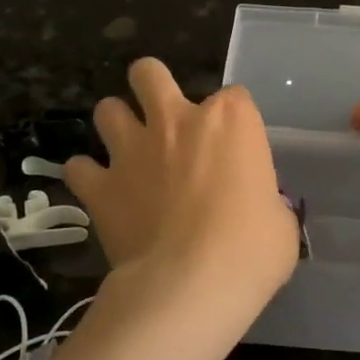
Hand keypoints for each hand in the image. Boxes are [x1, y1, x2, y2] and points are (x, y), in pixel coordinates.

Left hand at [65, 58, 299, 329]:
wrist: (191, 285)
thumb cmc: (251, 249)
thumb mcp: (280, 220)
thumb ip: (264, 199)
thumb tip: (257, 208)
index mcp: (231, 120)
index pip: (235, 97)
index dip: (234, 121)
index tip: (236, 149)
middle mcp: (177, 120)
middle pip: (150, 73)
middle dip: (151, 84)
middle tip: (162, 115)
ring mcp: (133, 149)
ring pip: (107, 109)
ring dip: (116, 124)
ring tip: (127, 150)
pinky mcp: (100, 186)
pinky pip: (79, 167)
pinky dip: (87, 175)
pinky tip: (99, 190)